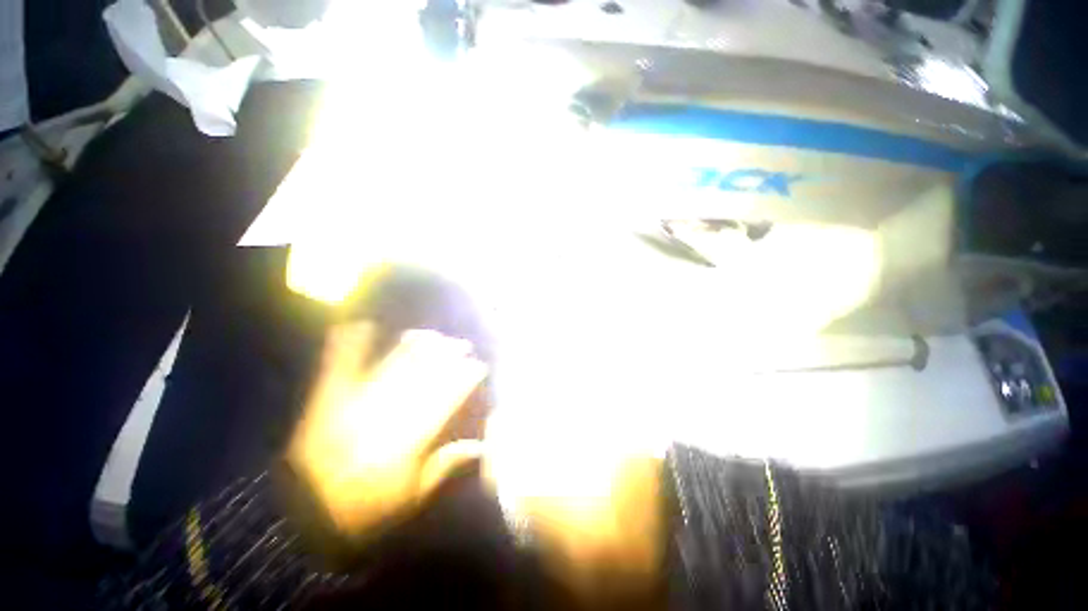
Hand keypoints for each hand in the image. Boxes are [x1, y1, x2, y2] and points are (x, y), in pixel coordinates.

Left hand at [288, 322, 487, 536]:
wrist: (303, 513)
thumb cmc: (364, 508)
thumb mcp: (411, 496)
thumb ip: (444, 466)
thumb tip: (481, 446)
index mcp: (406, 440)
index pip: (443, 401)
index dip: (463, 379)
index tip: (478, 365)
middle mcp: (384, 415)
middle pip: (421, 378)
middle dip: (445, 357)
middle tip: (462, 343)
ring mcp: (354, 403)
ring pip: (391, 368)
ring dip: (414, 348)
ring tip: (432, 334)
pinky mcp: (327, 400)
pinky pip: (339, 368)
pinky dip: (348, 345)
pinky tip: (360, 325)